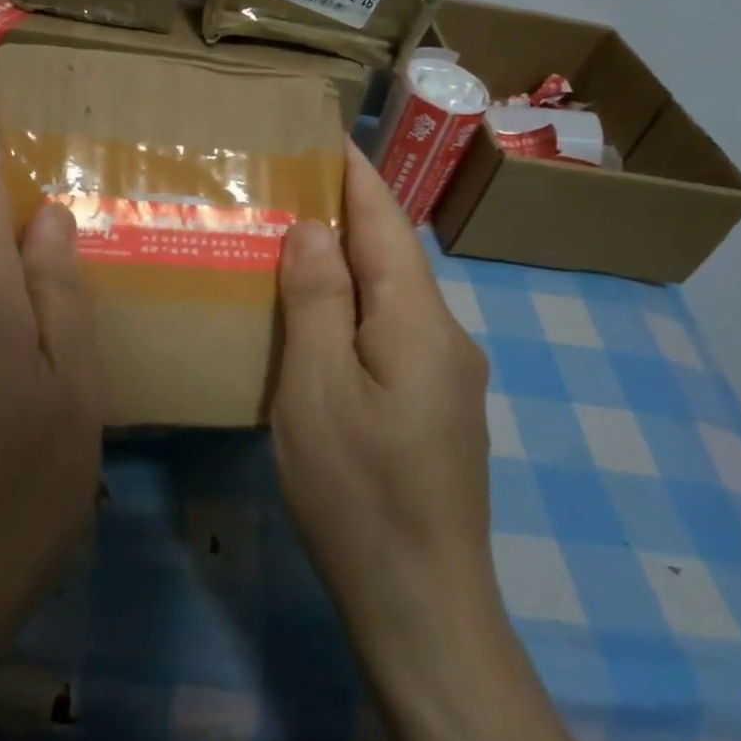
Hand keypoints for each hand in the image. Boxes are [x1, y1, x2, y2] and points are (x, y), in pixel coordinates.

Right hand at [271, 141, 500, 672]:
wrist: (422, 604)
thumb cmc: (358, 490)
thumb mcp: (317, 388)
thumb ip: (318, 300)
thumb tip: (314, 226)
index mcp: (420, 322)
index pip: (388, 225)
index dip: (359, 177)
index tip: (329, 136)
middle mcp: (446, 337)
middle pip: (395, 257)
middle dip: (350, 215)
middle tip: (292, 187)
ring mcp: (448, 377)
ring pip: (394, 298)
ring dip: (351, 263)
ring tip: (297, 242)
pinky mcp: (437, 409)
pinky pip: (394, 334)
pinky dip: (357, 308)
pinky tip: (323, 320)